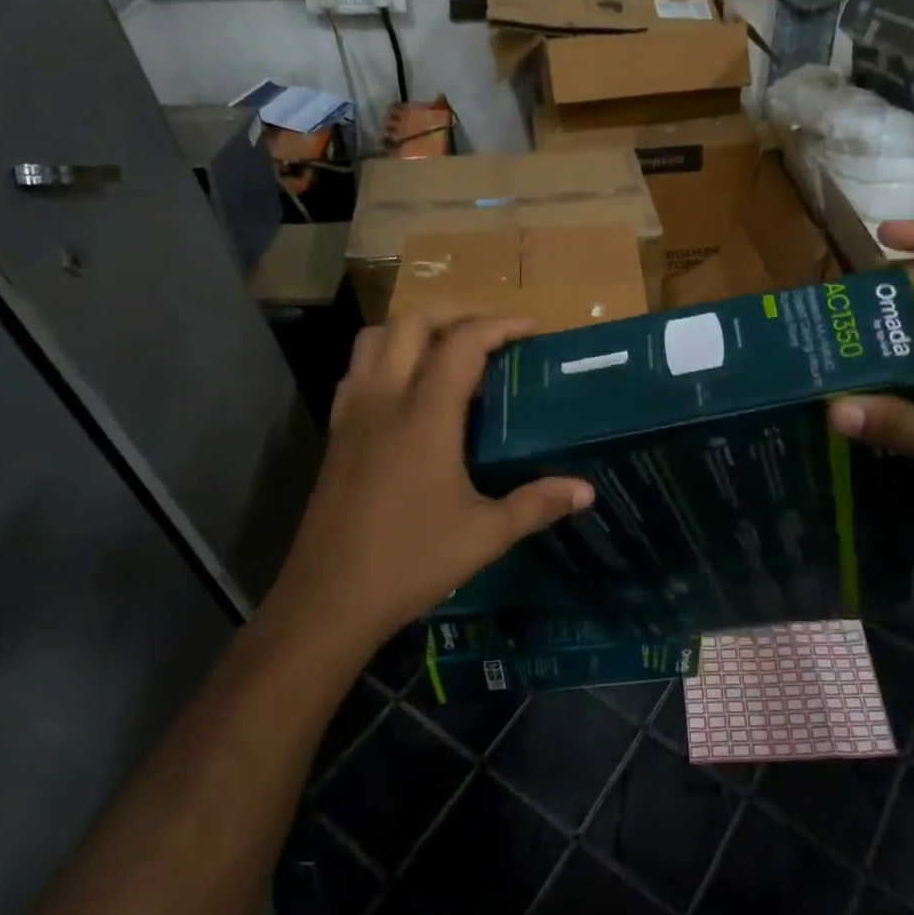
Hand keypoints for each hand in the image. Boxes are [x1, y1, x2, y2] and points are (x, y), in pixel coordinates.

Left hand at [270, 310, 593, 649]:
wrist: (326, 601)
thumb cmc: (410, 562)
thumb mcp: (485, 535)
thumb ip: (538, 504)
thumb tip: (587, 491)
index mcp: (425, 416)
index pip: (462, 344)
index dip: (499, 326)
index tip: (531, 328)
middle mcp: (385, 400)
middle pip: (413, 324)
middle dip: (456, 313)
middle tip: (492, 329)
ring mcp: (353, 414)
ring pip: (375, 339)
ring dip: (414, 328)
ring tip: (448, 347)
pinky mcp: (335, 435)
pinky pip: (357, 370)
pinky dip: (384, 356)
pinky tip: (405, 386)